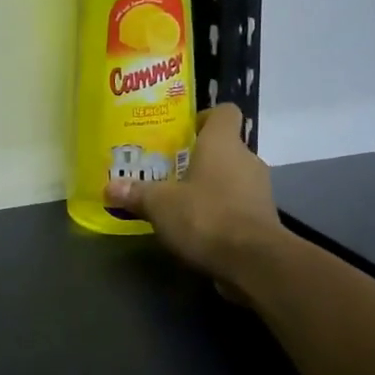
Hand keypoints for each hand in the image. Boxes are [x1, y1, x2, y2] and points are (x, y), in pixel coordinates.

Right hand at [105, 103, 280, 297]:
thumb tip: (110, 187)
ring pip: (233, 177)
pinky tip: (200, 226)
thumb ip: (136, 193)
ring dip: (211, 186)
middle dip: (200, 158)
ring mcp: (260, 189)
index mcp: (223, 143)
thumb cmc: (206, 216)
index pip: (225, 112)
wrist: (254, 262)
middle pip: (225, 147)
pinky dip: (222, 210)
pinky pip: (239, 204)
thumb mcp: (160, 205)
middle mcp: (246, 159)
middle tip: (171, 171)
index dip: (205, 118)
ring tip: (182, 200)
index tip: (183, 133)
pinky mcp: (264, 218)